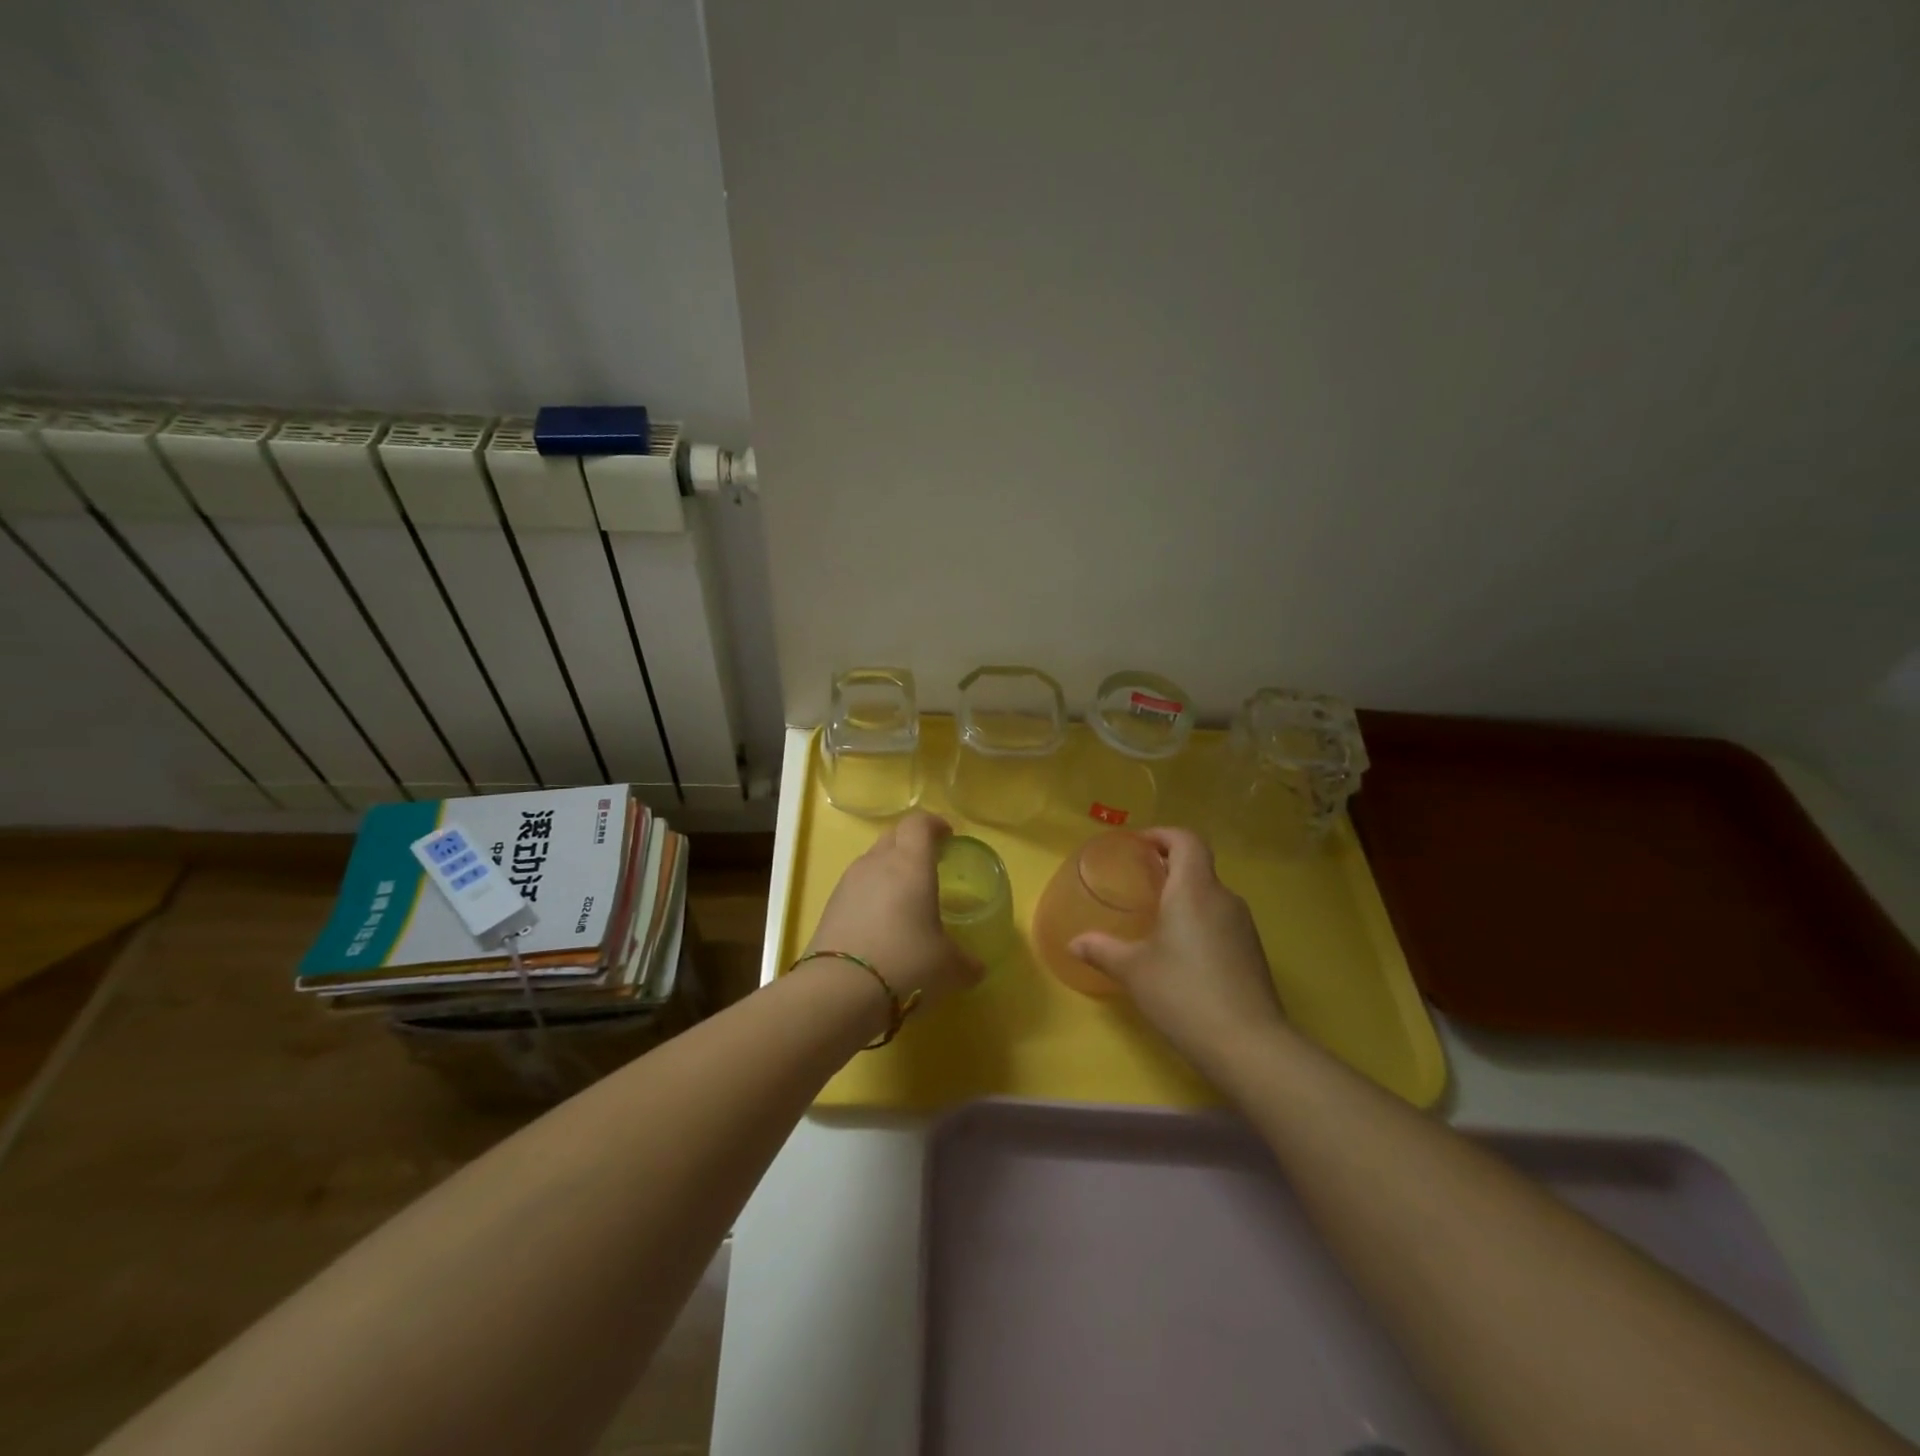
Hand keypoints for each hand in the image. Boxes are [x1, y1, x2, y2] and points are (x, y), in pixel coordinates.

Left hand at [806, 810, 983, 1009]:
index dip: (935, 824)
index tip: (948, 836)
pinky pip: (856, 886)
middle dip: (912, 843)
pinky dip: (871, 894)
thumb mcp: (948, 967)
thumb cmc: (906, 963)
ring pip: (872, 860)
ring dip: (889, 868)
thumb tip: (977, 968)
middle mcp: (877, 863)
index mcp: (910, 864)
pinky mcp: (830, 906)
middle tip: (929, 863)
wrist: (839, 990)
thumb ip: (966, 963)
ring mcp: (849, 883)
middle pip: (894, 835)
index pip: (919, 823)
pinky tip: (880, 923)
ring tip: (905, 897)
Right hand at [1069, 828, 1288, 1070]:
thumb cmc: (1184, 994)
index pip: (1186, 840)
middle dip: (1169, 868)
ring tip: (1155, 918)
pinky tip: (1180, 954)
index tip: (1139, 846)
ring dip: (1184, 897)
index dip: (1163, 835)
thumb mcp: (1133, 971)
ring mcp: (1244, 927)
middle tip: (1138, 882)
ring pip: (1211, 896)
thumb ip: (1102, 950)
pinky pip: (1221, 922)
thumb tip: (1074, 943)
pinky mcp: (1253, 954)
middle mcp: (1223, 899)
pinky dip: (1199, 923)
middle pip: (1198, 866)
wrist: (1249, 1046)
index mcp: (1194, 890)